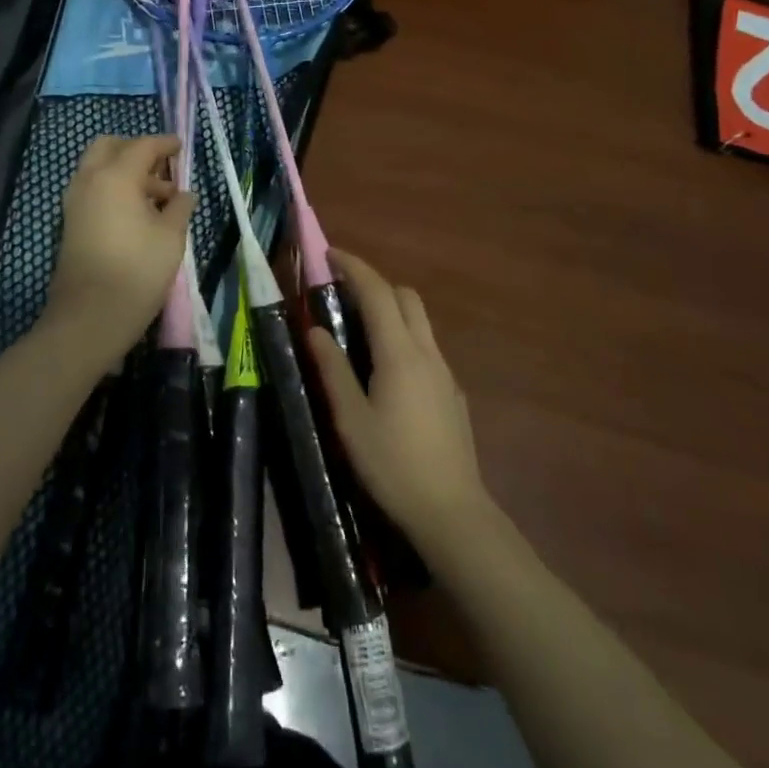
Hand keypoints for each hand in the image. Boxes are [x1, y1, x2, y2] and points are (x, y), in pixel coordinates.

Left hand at [43, 135, 195, 365]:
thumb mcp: (171, 237)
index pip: (142, 146)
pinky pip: (92, 188)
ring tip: (157, 198)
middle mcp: (89, 180)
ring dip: (124, 171)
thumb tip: (184, 194)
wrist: (89, 317)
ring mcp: (75, 201)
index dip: (165, 144)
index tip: (181, 147)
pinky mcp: (70, 221)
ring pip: (98, 168)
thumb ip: (179, 208)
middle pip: (110, 147)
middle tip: (162, 169)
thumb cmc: (137, 272)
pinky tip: (137, 213)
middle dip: (136, 150)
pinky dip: (112, 188)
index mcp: (115, 176)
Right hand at [308, 250, 492, 554]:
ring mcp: (445, 373)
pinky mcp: (453, 394)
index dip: (354, 267)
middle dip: (375, 284)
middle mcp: (427, 353)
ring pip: (419, 322)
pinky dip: (404, 339)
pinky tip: (387, 373)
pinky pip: (427, 349)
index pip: (377, 292)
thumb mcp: (350, 419)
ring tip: (359, 331)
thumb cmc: (392, 464)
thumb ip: (333, 369)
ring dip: (391, 311)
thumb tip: (315, 330)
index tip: (330, 255)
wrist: (451, 512)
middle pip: (405, 298)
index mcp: (399, 353)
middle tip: (342, 294)